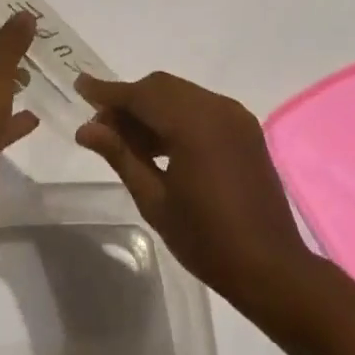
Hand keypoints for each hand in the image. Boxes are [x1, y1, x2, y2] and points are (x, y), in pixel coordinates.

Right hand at [75, 71, 312, 312]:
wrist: (273, 269)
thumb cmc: (208, 240)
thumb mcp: (154, 200)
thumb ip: (120, 155)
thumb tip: (86, 129)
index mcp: (193, 123)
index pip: (140, 95)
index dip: (108, 91)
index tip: (80, 85)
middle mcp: (215, 107)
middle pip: (160, 87)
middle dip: (129, 100)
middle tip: (101, 126)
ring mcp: (234, 115)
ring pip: (180, 94)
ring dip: (151, 108)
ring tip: (126, 139)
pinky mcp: (244, 127)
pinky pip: (200, 107)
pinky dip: (175, 115)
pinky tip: (160, 143)